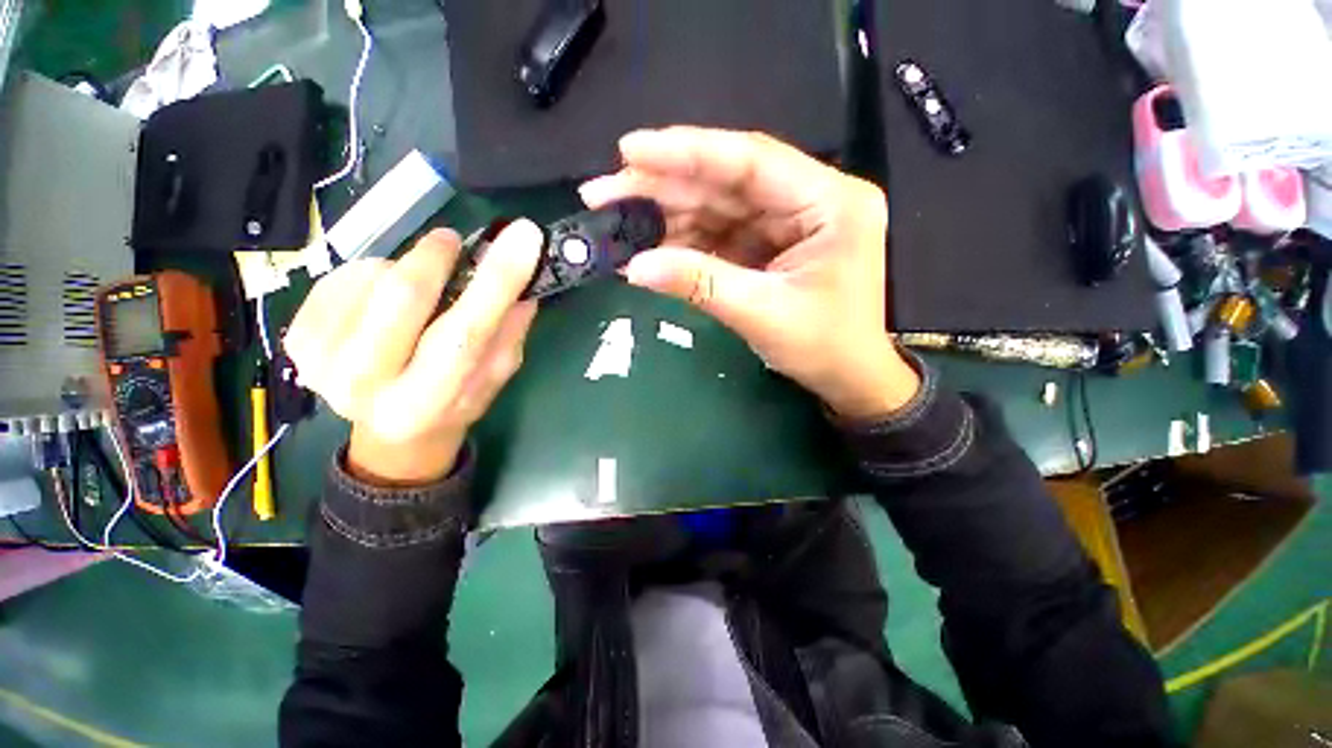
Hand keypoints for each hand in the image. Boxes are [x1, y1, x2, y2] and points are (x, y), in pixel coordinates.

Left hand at [283, 222, 542, 484]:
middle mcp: (368, 387)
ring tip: (420, 290)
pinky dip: (374, 273)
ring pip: (372, 278)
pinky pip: (342, 276)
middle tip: (452, 242)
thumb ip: (508, 334)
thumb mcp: (494, 377)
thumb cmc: (453, 402)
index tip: (525, 236)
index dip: (498, 280)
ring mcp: (321, 361)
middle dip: (435, 257)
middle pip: (403, 296)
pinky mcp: (297, 339)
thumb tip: (523, 281)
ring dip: (406, 270)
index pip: (465, 332)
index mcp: (429, 402)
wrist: (392, 433)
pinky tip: (384, 297)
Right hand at [579, 127, 919, 420]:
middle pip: (727, 181)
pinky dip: (685, 239)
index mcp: (830, 201)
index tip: (630, 150)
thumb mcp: (761, 314)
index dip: (687, 152)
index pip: (750, 161)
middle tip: (605, 193)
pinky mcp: (771, 243)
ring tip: (617, 219)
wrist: (848, 378)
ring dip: (668, 213)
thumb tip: (634, 267)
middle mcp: (811, 198)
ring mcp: (789, 220)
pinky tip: (650, 244)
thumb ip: (700, 283)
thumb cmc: (824, 347)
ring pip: (719, 205)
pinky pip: (722, 232)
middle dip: (664, 186)